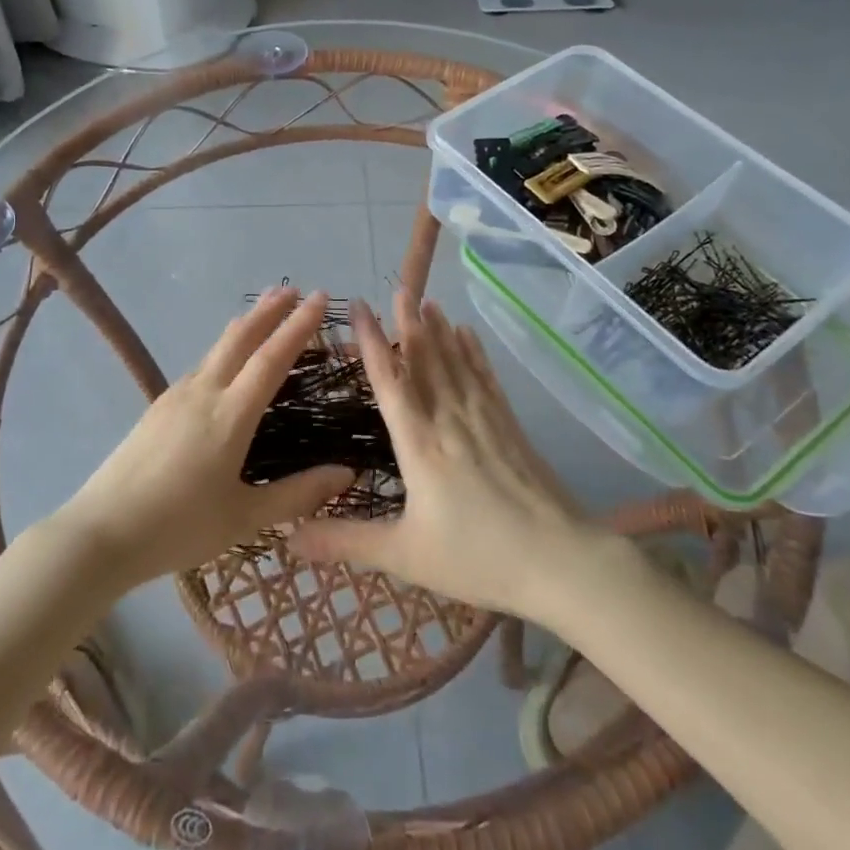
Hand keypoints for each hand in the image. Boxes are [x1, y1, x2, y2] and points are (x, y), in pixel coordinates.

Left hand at [55, 286, 353, 587]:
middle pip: (240, 337)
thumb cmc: (178, 527)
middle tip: (294, 290)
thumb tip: (347, 473)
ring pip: (217, 348)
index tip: (320, 298)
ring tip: (265, 312)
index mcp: (230, 415)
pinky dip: (225, 349)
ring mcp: (176, 396)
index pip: (272, 358)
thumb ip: (298, 494)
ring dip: (246, 325)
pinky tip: (226, 362)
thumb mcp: (245, 518)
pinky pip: (201, 365)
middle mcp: (203, 392)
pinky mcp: (158, 406)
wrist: (100, 533)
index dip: (299, 326)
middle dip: (269, 310)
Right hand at [286, 289, 596, 618]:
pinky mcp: (511, 427)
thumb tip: (289, 537)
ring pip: (456, 363)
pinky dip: (474, 353)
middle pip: (426, 361)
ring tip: (427, 300)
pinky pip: (486, 378)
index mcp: (419, 445)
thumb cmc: (477, 558)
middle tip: (398, 288)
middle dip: (408, 323)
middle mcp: (449, 420)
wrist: (560, 561)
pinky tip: (468, 334)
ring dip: (440, 330)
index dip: (372, 343)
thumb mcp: (405, 556)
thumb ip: (346, 541)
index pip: (389, 382)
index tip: (360, 309)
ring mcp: (484, 420)